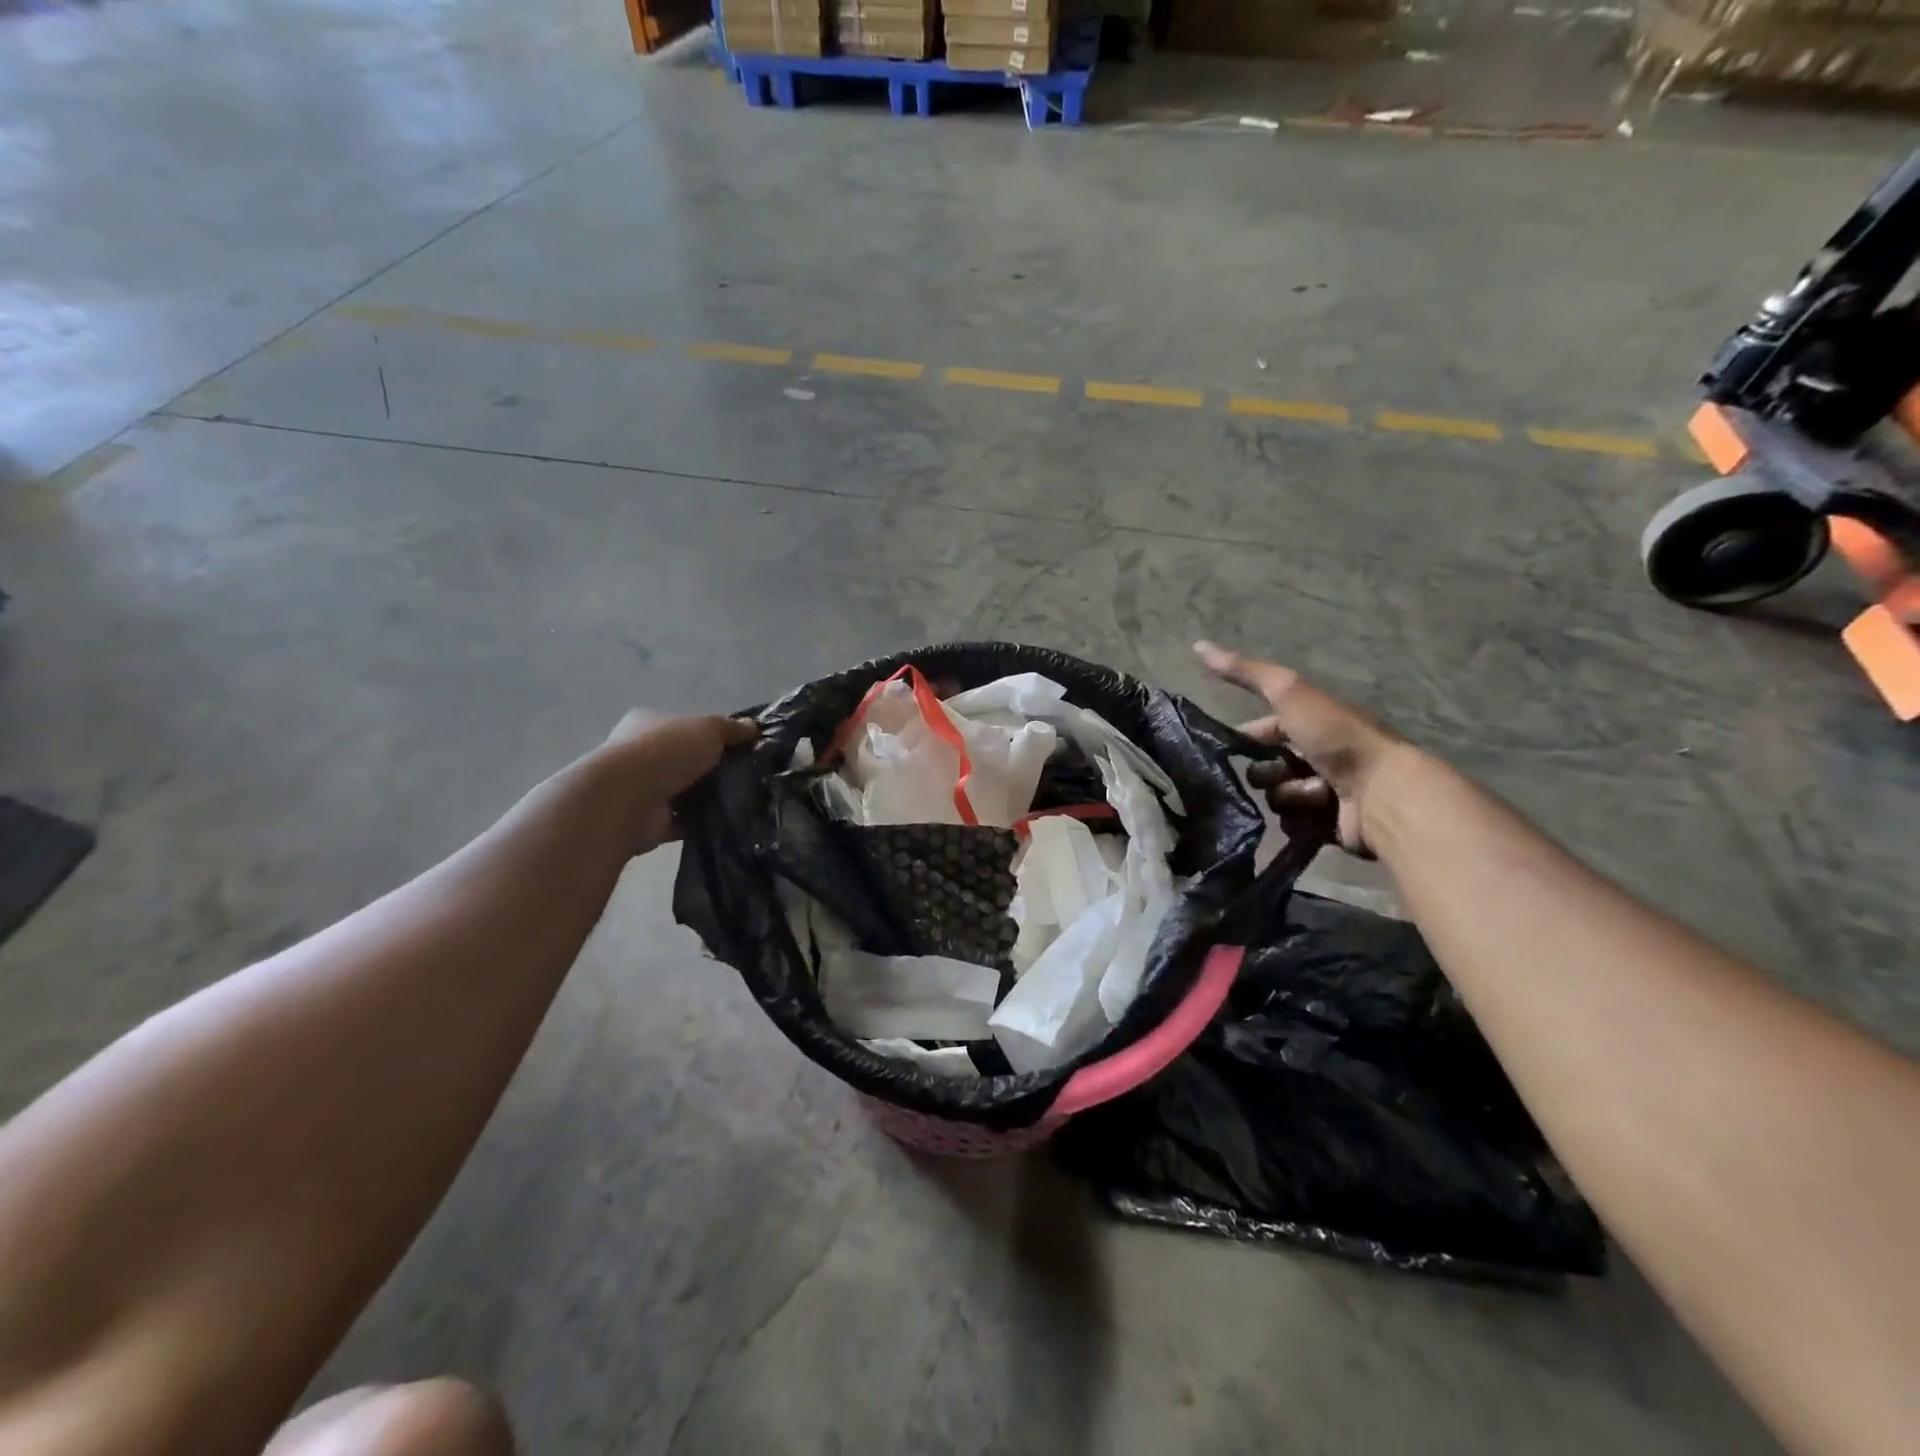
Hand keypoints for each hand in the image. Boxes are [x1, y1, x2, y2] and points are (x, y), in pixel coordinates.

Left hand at [601, 711, 757, 852]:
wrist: (628, 799)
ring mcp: (643, 790)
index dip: (714, 735)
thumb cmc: (666, 751)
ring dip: (710, 796)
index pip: (686, 726)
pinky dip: (702, 821)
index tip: (743, 746)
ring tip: (745, 798)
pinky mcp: (650, 822)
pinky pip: (684, 821)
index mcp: (649, 724)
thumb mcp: (708, 728)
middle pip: (687, 760)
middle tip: (749, 774)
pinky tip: (729, 820)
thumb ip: (731, 728)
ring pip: (686, 791)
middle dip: (714, 768)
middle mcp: (642, 755)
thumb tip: (754, 728)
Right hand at [1195, 641, 1404, 855]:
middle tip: (1283, 772)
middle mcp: (1316, 755)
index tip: (1234, 748)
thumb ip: (1245, 672)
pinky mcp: (1327, 825)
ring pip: (1276, 798)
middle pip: (1264, 768)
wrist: (1383, 791)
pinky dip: (1301, 820)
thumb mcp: (1289, 693)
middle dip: (1268, 772)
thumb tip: (1198, 645)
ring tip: (1314, 794)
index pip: (1260, 731)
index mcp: (1309, 723)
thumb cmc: (1337, 737)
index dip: (1246, 738)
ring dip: (1289, 795)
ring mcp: (1324, 792)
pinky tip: (1318, 814)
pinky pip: (1292, 825)